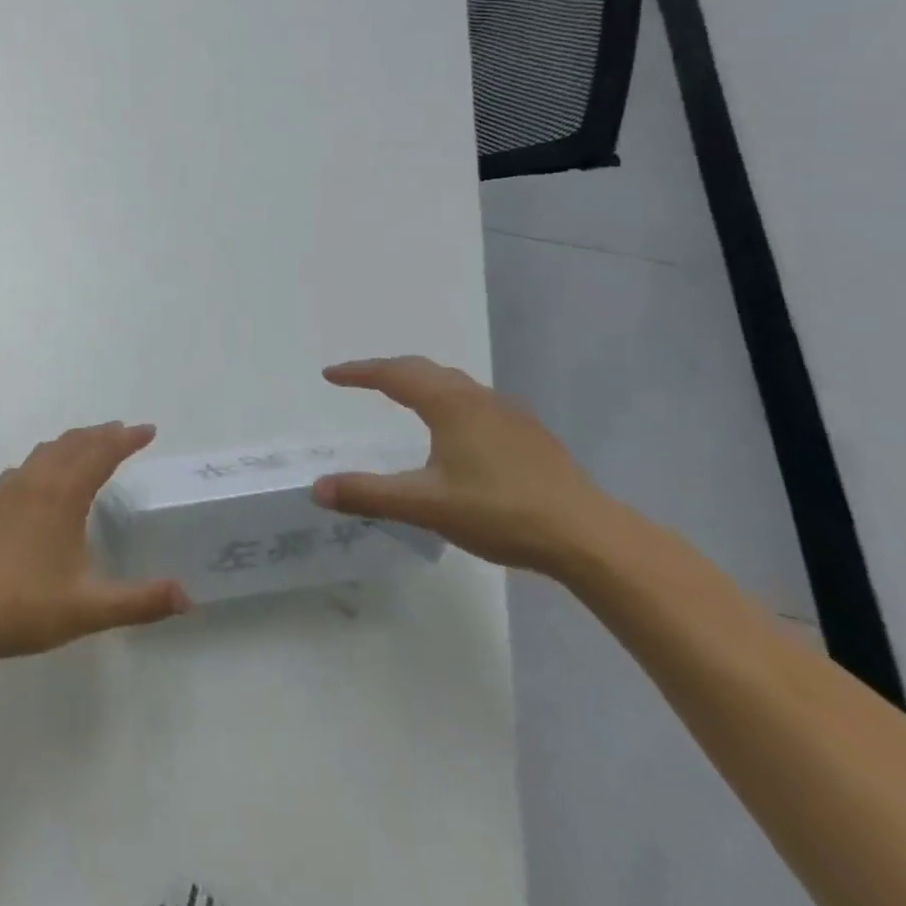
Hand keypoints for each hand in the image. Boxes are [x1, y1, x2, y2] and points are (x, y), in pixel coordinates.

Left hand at [0, 423, 191, 665]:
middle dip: (102, 434)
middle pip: (73, 444)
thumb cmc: (27, 607)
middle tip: (123, 432)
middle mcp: (36, 481)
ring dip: (72, 442)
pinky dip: (45, 459)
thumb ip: (141, 602)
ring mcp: (7, 489)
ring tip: (89, 446)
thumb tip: (187, 597)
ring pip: (46, 451)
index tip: (149, 430)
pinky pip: (24, 466)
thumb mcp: (90, 608)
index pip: (101, 454)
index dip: (126, 439)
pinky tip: (41, 477)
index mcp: (63, 496)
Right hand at [311, 356, 615, 572]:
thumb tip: (316, 488)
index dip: (358, 372)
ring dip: (421, 381)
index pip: (393, 374)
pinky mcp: (530, 435)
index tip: (330, 375)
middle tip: (360, 379)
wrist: (589, 536)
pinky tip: (455, 429)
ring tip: (403, 396)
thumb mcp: (425, 505)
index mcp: (449, 404)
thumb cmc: (500, 512)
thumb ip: (368, 494)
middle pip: (424, 369)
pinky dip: (448, 399)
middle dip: (387, 370)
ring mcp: (509, 414)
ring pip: (454, 383)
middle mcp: (477, 398)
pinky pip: (475, 401)